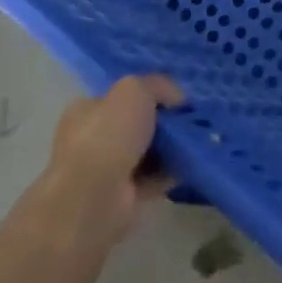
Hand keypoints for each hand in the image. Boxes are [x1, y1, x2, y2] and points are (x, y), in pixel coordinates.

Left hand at [35, 73, 184, 249]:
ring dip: (170, 148)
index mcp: (86, 110)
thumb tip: (177, 99)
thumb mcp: (135, 90)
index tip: (176, 98)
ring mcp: (106, 170)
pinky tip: (189, 164)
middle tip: (189, 121)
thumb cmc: (108, 135)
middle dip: (164, 123)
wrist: (96, 197)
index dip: (149, 94)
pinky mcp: (123, 196)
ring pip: (147, 152)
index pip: (120, 96)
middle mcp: (92, 139)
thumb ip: (158, 85)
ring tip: (196, 142)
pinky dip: (171, 172)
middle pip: (137, 124)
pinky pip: (154, 178)